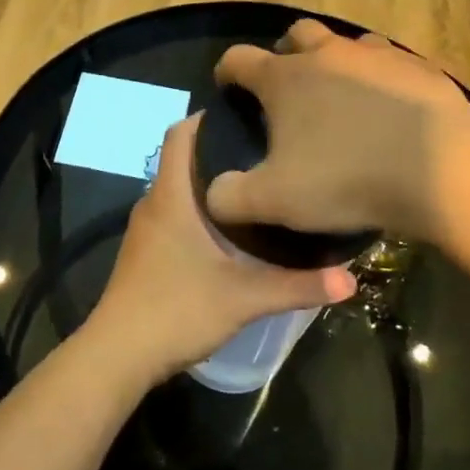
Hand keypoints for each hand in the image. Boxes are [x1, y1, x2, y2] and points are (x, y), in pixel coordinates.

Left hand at [88, 116, 357, 386]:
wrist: (118, 355)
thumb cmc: (177, 310)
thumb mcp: (244, 298)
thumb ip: (297, 286)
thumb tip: (351, 280)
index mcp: (170, 197)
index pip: (179, 135)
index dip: (206, 118)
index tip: (245, 114)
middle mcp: (153, 204)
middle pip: (182, 161)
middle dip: (219, 152)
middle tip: (266, 153)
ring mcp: (145, 230)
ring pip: (178, 192)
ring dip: (209, 185)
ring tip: (256, 188)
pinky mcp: (145, 254)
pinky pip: (173, 216)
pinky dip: (198, 212)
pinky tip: (229, 232)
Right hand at [206, 19, 469, 243]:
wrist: (442, 170)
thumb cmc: (346, 179)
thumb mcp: (274, 200)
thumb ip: (231, 197)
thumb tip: (214, 194)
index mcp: (285, 79)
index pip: (239, 59)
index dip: (227, 71)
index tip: (227, 86)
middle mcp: (329, 55)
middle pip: (297, 33)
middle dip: (285, 51)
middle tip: (287, 84)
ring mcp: (379, 56)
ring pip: (349, 42)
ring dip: (337, 60)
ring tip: (341, 94)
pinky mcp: (421, 69)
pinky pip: (394, 63)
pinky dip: (383, 78)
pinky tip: (391, 107)